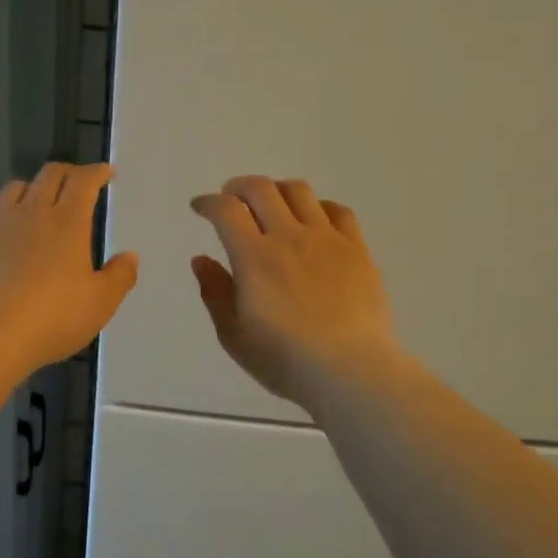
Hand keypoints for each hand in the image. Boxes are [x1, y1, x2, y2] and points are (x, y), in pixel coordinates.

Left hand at [0, 163, 138, 373]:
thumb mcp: (99, 303)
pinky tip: (8, 240)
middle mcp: (32, 213)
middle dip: (68, 172)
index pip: (84, 181)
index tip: (107, 172)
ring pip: (15, 188)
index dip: (97, 172)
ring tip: (40, 202)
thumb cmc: (52, 317)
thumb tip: (129, 256)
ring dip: (32, 187)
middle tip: (78, 181)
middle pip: (49, 175)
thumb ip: (119, 276)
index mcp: (68, 222)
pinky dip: (6, 219)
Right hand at [191, 176, 400, 411]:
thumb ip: (215, 292)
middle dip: (239, 187)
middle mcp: (289, 237)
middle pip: (261, 189)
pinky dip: (318, 207)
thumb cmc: (284, 359)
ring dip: (277, 190)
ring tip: (271, 203)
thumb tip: (201, 260)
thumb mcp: (233, 334)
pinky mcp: (357, 250)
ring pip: (299, 192)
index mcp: (254, 257)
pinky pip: (338, 211)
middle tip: (231, 199)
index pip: (227, 210)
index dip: (209, 203)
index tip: (200, 207)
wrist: (350, 370)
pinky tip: (314, 220)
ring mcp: (327, 239)